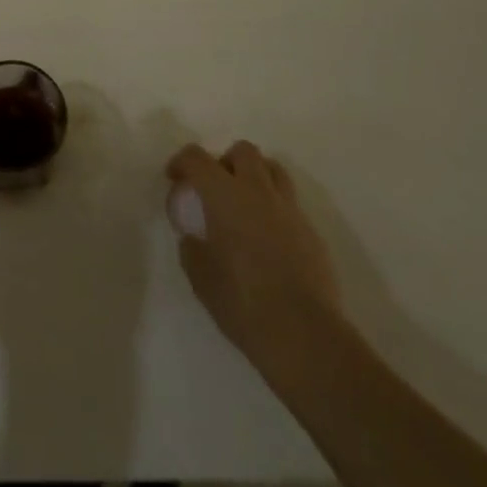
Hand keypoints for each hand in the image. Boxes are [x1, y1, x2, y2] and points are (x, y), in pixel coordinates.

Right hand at [167, 142, 344, 368]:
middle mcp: (258, 191)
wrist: (305, 336)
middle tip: (216, 189)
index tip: (175, 179)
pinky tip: (268, 240)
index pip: (197, 158)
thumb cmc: (243, 303)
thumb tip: (195, 237)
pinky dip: (274, 209)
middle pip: (243, 151)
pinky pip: (290, 204)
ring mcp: (289, 210)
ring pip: (273, 170)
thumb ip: (192, 248)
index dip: (181, 162)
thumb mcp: (201, 277)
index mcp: (224, 195)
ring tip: (245, 206)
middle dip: (226, 161)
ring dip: (255, 177)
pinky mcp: (312, 232)